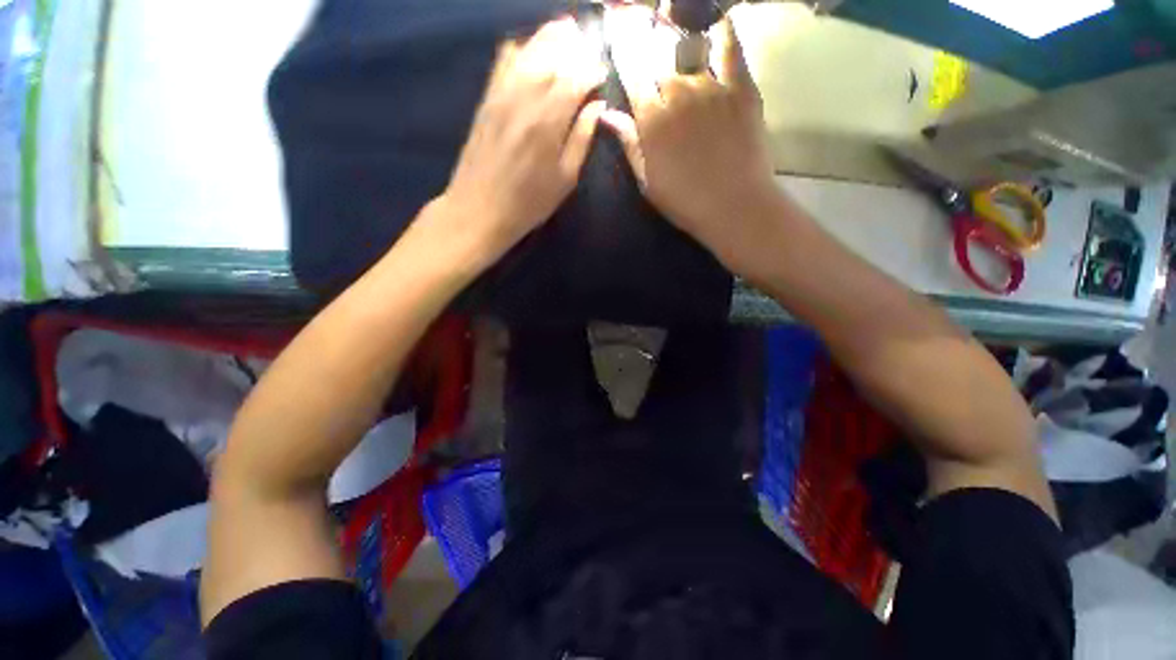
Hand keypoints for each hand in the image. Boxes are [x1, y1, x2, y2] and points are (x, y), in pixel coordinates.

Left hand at [427, 17, 606, 271]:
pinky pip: (504, 59)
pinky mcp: (486, 97)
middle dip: (575, 46)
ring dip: (550, 39)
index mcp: (549, 120)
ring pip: (529, 49)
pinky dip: (522, 48)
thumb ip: (582, 139)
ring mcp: (501, 92)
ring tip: (567, 38)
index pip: (576, 77)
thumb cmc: (528, 203)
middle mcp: (525, 96)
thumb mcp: (565, 180)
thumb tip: (597, 107)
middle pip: (553, 53)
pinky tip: (532, 53)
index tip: (603, 75)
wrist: (479, 209)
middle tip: (588, 48)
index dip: (593, 71)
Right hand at [601, 9, 785, 275]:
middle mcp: (678, 93)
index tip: (614, 21)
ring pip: (689, 42)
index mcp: (651, 119)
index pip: (630, 70)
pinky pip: (730, 46)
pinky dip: (722, 29)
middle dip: (644, 27)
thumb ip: (629, 144)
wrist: (733, 206)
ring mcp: (711, 87)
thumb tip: (607, 116)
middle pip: (657, 49)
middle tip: (638, 12)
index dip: (621, 42)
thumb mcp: (648, 181)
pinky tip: (715, 20)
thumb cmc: (684, 201)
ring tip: (669, 13)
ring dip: (675, 24)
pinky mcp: (741, 87)